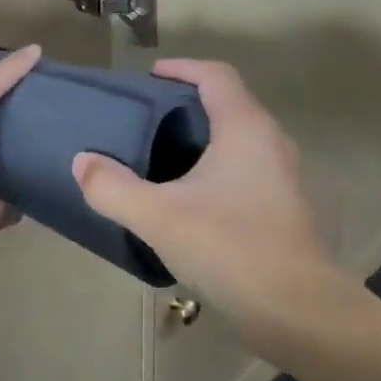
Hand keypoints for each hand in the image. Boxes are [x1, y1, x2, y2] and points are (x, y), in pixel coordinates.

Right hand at [71, 60, 368, 335]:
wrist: (299, 312)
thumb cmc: (230, 248)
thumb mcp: (158, 217)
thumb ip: (113, 187)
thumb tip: (81, 161)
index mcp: (245, 129)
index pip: (215, 75)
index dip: (181, 68)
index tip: (148, 77)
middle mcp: (269, 142)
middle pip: (227, 103)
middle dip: (184, 103)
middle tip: (142, 117)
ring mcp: (281, 176)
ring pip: (236, 139)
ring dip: (199, 137)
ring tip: (156, 155)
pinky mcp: (281, 206)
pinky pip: (242, 168)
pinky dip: (212, 166)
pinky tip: (184, 197)